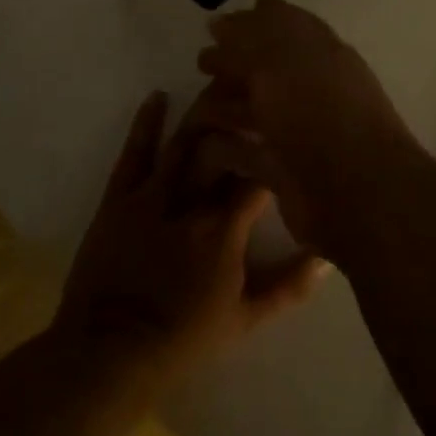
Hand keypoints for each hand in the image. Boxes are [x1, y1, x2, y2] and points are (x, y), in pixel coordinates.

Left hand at [54, 90, 325, 387]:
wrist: (108, 353)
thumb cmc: (182, 339)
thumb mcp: (244, 320)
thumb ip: (288, 287)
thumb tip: (327, 257)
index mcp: (225, 229)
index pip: (259, 177)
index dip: (274, 153)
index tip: (287, 133)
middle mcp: (193, 201)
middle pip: (223, 149)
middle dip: (242, 120)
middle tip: (258, 93)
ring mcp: (152, 195)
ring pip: (184, 142)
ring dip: (203, 112)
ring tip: (221, 82)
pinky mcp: (119, 197)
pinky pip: (135, 152)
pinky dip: (146, 122)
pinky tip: (159, 96)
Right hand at [195, 0, 418, 257]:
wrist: (355, 193)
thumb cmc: (318, 113)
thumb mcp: (278, 63)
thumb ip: (247, 41)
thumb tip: (219, 24)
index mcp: (318, 52)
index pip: (281, 24)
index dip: (248, 23)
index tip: (211, 28)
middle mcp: (310, 86)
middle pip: (264, 68)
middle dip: (232, 65)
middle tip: (200, 66)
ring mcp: (298, 130)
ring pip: (255, 108)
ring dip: (225, 103)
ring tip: (195, 102)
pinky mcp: (285, 170)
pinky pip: (248, 152)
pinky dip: (225, 147)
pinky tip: (202, 143)